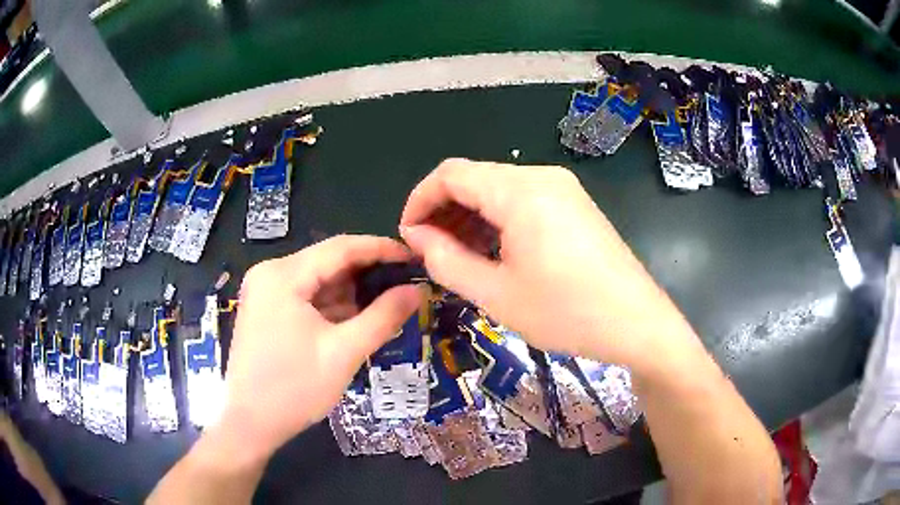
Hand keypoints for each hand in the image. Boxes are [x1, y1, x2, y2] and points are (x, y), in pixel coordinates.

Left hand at [219, 235, 420, 459]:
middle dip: (367, 274)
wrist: (249, 424)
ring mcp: (265, 292)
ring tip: (389, 302)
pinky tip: (358, 319)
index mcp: (283, 275)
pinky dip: (332, 307)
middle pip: (327, 263)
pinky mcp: (266, 311)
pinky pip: (306, 298)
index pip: (340, 248)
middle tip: (406, 283)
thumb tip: (417, 290)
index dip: (381, 249)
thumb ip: (383, 317)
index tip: (413, 257)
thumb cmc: (294, 389)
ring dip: (351, 293)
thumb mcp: (343, 353)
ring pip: (318, 281)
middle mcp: (270, 274)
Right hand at [400, 159, 696, 370]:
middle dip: (444, 211)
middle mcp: (541, 177)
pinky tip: (493, 251)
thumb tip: (417, 237)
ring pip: (498, 189)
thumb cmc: (566, 313)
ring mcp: (562, 188)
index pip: (451, 174)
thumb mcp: (496, 294)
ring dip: (470, 216)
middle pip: (475, 178)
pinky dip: (498, 220)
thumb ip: (446, 261)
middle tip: (430, 253)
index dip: (419, 200)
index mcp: (520, 191)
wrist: (637, 322)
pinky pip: (523, 200)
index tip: (408, 236)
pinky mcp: (574, 204)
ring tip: (458, 256)